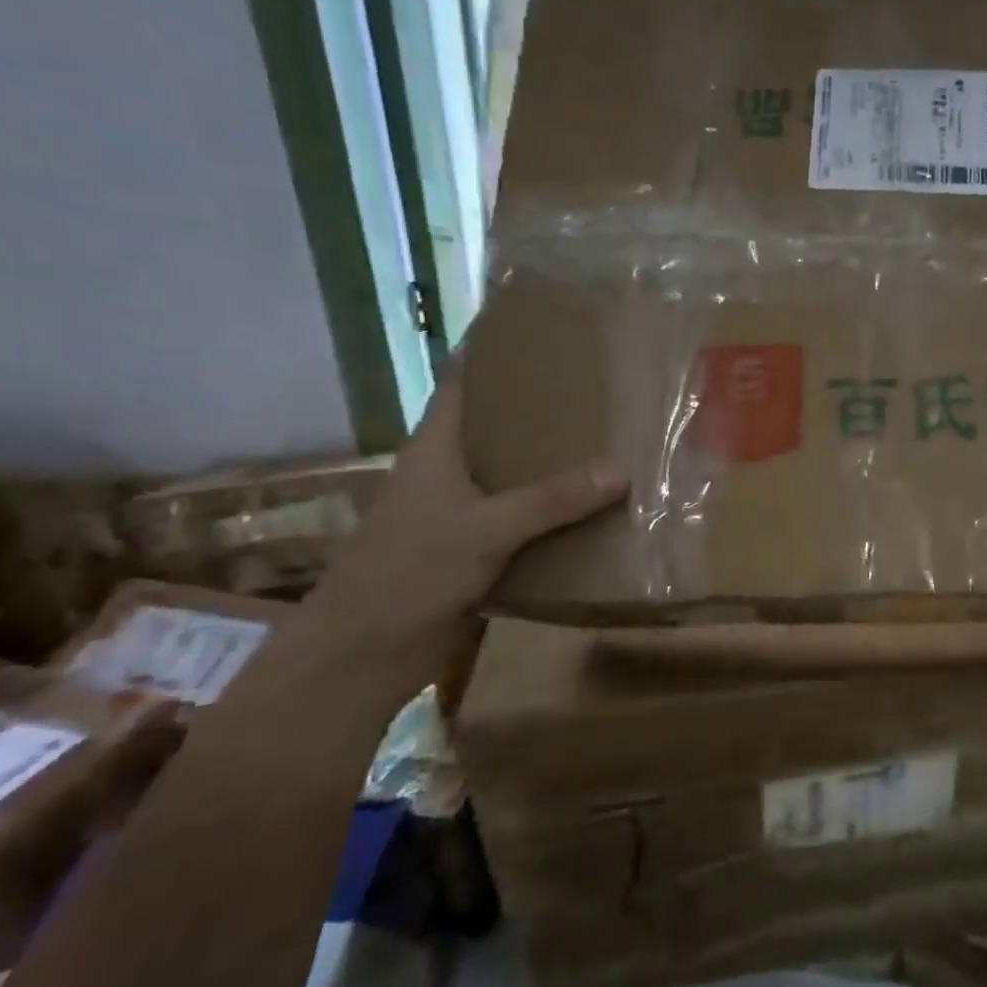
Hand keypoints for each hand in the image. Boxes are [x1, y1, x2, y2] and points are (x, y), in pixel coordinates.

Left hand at [306, 374, 626, 701]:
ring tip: (617, 438)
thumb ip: (552, 499)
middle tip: (604, 386)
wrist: (365, 656)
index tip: (544, 331)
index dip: (495, 351)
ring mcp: (466, 512)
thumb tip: (621, 469)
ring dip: (560, 463)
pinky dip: (561, 512)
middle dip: (547, 408)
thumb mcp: (484, 529)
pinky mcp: (481, 549)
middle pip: (502, 426)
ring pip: (521, 475)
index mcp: (437, 448)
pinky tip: (603, 507)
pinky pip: (530, 519)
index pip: (464, 382)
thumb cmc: (408, 573)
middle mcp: (453, 471)